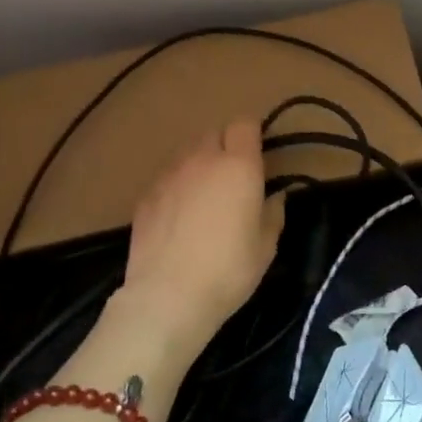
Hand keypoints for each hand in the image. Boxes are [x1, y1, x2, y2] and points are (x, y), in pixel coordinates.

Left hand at [99, 119, 284, 368]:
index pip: (244, 124)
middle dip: (226, 146)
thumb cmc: (228, 270)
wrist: (167, 297)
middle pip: (214, 133)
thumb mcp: (266, 246)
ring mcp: (169, 176)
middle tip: (234, 177)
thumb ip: (273, 213)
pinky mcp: (145, 196)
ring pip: (187, 153)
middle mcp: (202, 160)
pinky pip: (167, 178)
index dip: (252, 133)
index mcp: (238, 165)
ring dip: (199, 164)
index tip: (258, 154)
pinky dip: (177, 186)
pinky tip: (179, 216)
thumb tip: (276, 196)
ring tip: (204, 196)